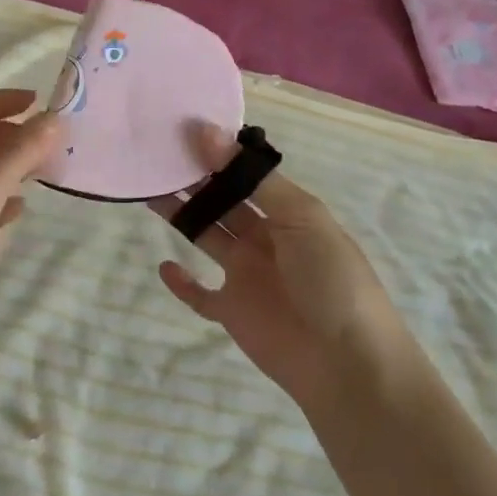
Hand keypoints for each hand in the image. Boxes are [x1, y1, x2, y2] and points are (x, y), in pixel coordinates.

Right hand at [151, 135, 416, 410]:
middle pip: (223, 202)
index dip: (217, 155)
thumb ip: (251, 178)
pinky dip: (182, 283)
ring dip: (182, 216)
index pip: (246, 175)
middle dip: (194, 180)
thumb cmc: (331, 279)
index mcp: (288, 213)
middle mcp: (265, 238)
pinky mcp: (233, 312)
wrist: (348, 364)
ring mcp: (248, 276)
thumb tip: (206, 132)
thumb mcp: (300, 217)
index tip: (181, 131)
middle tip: (156, 155)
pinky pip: (201, 295)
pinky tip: (163, 266)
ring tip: (148, 191)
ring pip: (207, 237)